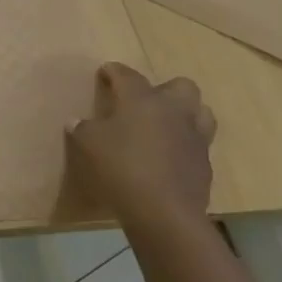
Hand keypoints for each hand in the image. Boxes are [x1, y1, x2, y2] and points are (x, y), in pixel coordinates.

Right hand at [65, 63, 216, 226]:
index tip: (105, 71)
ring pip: (199, 111)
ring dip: (183, 113)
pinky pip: (198, 142)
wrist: (164, 210)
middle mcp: (174, 110)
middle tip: (143, 102)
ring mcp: (195, 136)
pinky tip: (167, 155)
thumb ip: (83, 129)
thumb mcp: (89, 145)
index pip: (127, 75)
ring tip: (163, 125)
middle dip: (163, 89)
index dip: (114, 71)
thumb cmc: (121, 167)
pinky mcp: (204, 161)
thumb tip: (77, 121)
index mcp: (143, 100)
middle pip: (180, 85)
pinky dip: (184, 143)